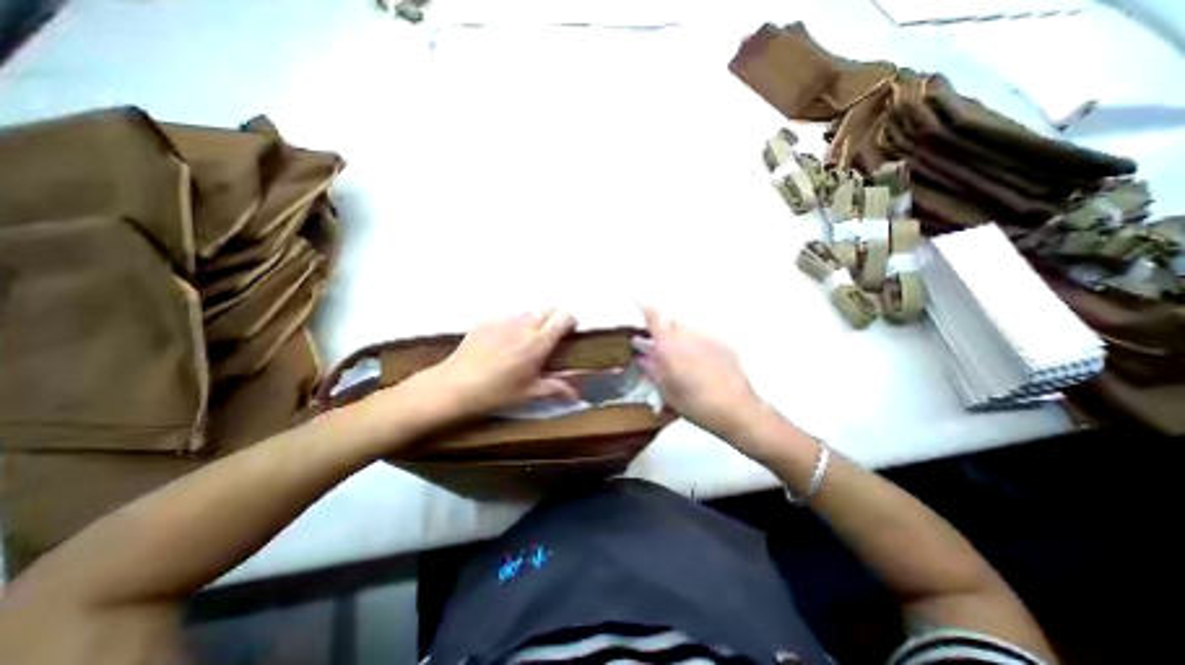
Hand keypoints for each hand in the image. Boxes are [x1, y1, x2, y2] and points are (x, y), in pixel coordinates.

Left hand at [407, 310, 581, 421]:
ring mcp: (504, 320)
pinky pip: (507, 315)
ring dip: (533, 320)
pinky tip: (502, 341)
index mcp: (538, 343)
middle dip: (553, 319)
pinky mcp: (487, 320)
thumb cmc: (496, 393)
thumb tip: (576, 396)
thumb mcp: (529, 393)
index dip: (570, 320)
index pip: (563, 317)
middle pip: (547, 309)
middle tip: (548, 338)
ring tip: (524, 340)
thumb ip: (555, 389)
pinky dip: (512, 324)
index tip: (570, 330)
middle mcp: (524, 325)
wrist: (455, 386)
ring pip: (527, 311)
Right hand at [635, 307, 763, 440]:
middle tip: (659, 347)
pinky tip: (700, 363)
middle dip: (663, 331)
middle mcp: (687, 335)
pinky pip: (702, 338)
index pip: (654, 317)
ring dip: (679, 338)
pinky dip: (696, 345)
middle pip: (671, 323)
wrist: (734, 408)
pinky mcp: (722, 343)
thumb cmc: (695, 404)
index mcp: (669, 346)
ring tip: (681, 359)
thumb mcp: (666, 390)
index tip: (638, 300)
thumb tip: (642, 357)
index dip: (645, 307)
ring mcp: (706, 337)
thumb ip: (652, 369)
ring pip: (687, 330)